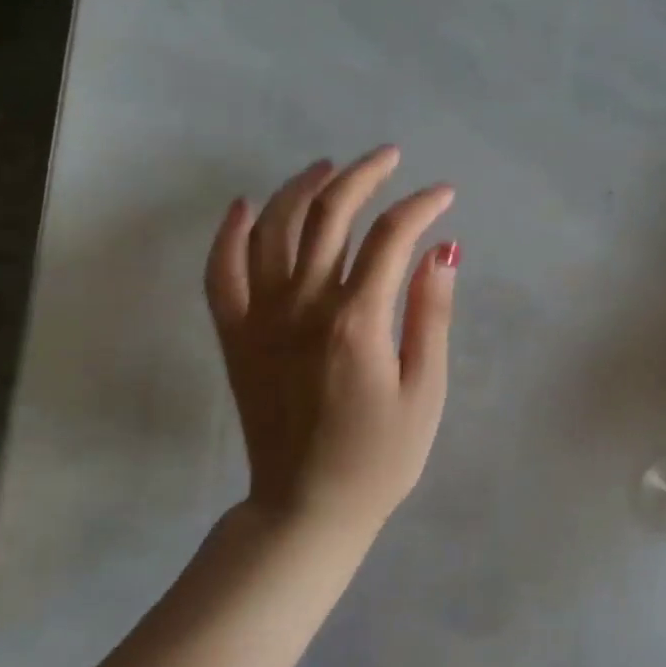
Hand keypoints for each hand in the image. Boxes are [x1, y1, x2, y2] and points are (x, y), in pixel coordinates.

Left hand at [206, 146, 457, 531]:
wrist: (307, 509)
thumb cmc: (380, 457)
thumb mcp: (426, 391)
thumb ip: (431, 315)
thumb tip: (443, 250)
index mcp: (356, 320)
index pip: (391, 237)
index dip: (421, 206)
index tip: (443, 195)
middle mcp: (303, 306)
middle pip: (329, 215)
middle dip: (363, 176)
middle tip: (389, 158)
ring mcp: (261, 318)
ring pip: (273, 229)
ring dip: (302, 188)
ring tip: (329, 168)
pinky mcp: (235, 336)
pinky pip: (222, 272)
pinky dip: (231, 233)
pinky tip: (247, 206)